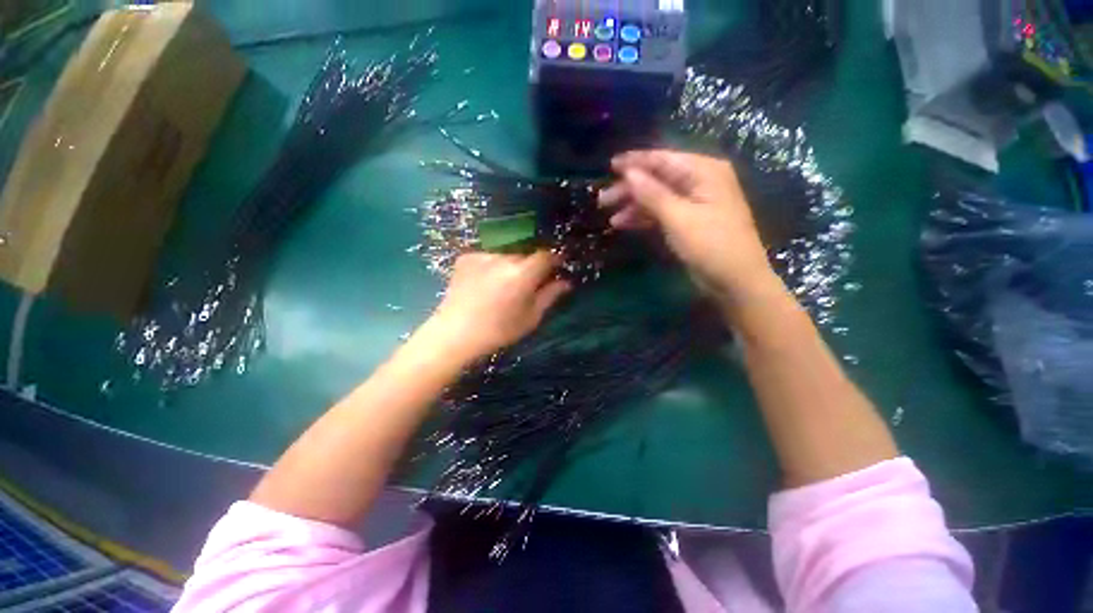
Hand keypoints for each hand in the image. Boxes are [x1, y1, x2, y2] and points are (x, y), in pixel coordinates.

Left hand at [422, 251, 570, 361]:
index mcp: (523, 273)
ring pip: (506, 256)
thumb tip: (566, 282)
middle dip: (530, 267)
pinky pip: (488, 258)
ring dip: (510, 267)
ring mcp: (483, 255)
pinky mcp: (466, 257)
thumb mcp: (530, 318)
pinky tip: (484, 285)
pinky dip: (491, 267)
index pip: (546, 255)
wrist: (454, 334)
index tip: (556, 268)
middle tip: (526, 286)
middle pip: (526, 255)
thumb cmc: (498, 331)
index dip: (554, 260)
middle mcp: (504, 258)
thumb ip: (550, 296)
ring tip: (502, 288)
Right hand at [599, 150, 775, 301]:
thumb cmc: (711, 245)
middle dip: (630, 188)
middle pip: (657, 178)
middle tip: (603, 200)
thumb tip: (629, 173)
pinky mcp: (688, 220)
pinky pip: (661, 212)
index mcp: (703, 171)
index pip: (663, 159)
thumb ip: (652, 193)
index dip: (635, 162)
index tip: (610, 166)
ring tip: (608, 215)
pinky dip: (643, 217)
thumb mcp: (678, 217)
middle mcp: (700, 181)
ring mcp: (694, 202)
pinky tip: (623, 223)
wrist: (735, 281)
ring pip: (657, 196)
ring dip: (633, 205)